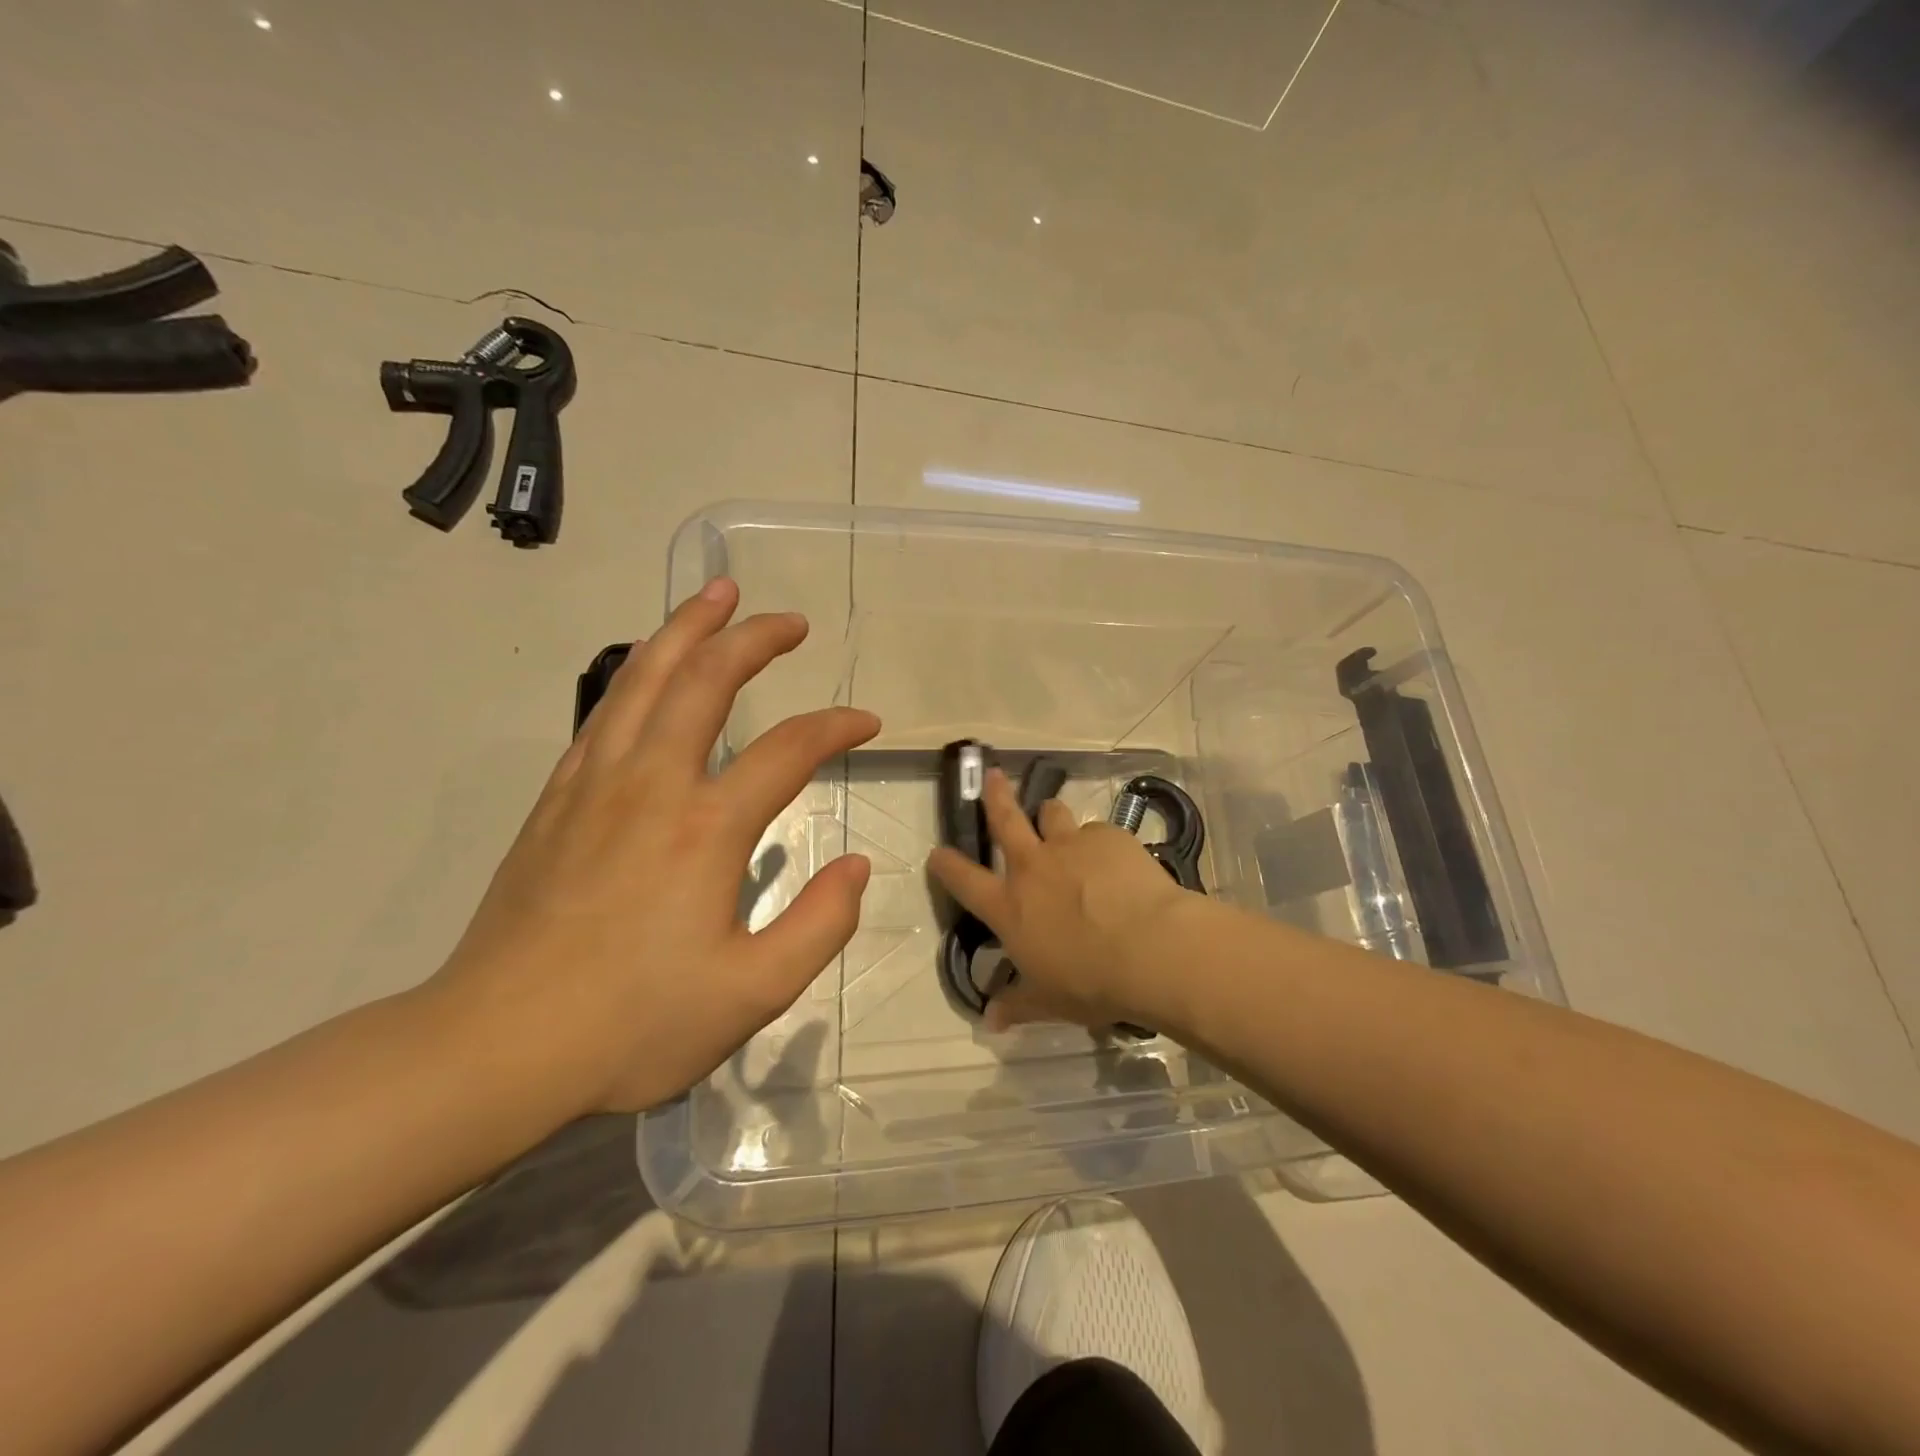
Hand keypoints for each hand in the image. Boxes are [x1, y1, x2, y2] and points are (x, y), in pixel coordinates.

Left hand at [430, 578, 877, 1111]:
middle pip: (705, 679)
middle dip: (752, 637)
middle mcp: (651, 784)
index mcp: (706, 828)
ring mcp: (595, 785)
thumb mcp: (754, 993)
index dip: (836, 726)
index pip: (790, 750)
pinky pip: (604, 712)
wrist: (493, 1047)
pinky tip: (649, 669)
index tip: (866, 722)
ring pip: (643, 678)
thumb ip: (821, 924)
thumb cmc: (633, 1024)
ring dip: (686, 629)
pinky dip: (637, 673)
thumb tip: (858, 866)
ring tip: (716, 595)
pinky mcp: (556, 800)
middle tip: (788, 620)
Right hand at [927, 768, 1197, 1030]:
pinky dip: (1099, 843)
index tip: (938, 853)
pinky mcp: (1108, 837)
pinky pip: (1097, 832)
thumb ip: (1017, 1004)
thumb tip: (990, 1021)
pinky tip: (1117, 861)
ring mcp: (1070, 845)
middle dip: (995, 795)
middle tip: (992, 776)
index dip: (946, 864)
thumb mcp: (1049, 1001)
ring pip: (1052, 813)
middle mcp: (1033, 866)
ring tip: (1058, 822)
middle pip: (1005, 819)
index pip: (963, 880)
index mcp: (1010, 906)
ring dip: (1051, 817)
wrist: (1151, 949)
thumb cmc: (1091, 982)